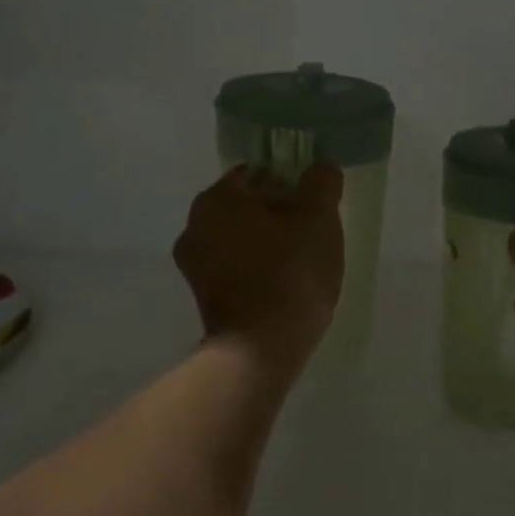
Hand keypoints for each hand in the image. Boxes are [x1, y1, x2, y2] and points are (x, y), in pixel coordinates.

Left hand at [173, 163, 345, 377]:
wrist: (262, 347)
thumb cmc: (291, 272)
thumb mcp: (319, 218)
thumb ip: (321, 183)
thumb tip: (321, 169)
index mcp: (218, 198)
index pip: (258, 173)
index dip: (290, 184)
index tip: (314, 206)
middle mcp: (194, 225)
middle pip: (246, 206)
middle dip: (277, 214)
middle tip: (312, 232)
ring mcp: (193, 264)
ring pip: (240, 238)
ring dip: (267, 242)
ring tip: (301, 261)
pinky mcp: (202, 296)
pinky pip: (235, 267)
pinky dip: (256, 268)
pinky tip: (283, 284)